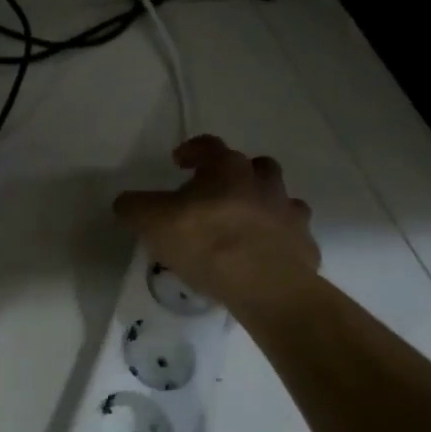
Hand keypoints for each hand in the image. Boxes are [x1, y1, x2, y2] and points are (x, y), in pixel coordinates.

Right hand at [113, 135, 317, 305]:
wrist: (267, 285)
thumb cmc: (207, 243)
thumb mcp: (153, 222)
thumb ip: (135, 207)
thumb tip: (126, 202)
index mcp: (227, 169)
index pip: (208, 146)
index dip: (192, 150)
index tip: (179, 161)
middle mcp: (263, 182)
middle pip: (253, 165)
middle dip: (233, 174)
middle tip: (213, 193)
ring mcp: (288, 212)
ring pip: (278, 196)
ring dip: (262, 203)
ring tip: (242, 224)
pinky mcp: (304, 243)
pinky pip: (291, 232)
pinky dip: (279, 238)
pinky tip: (263, 254)